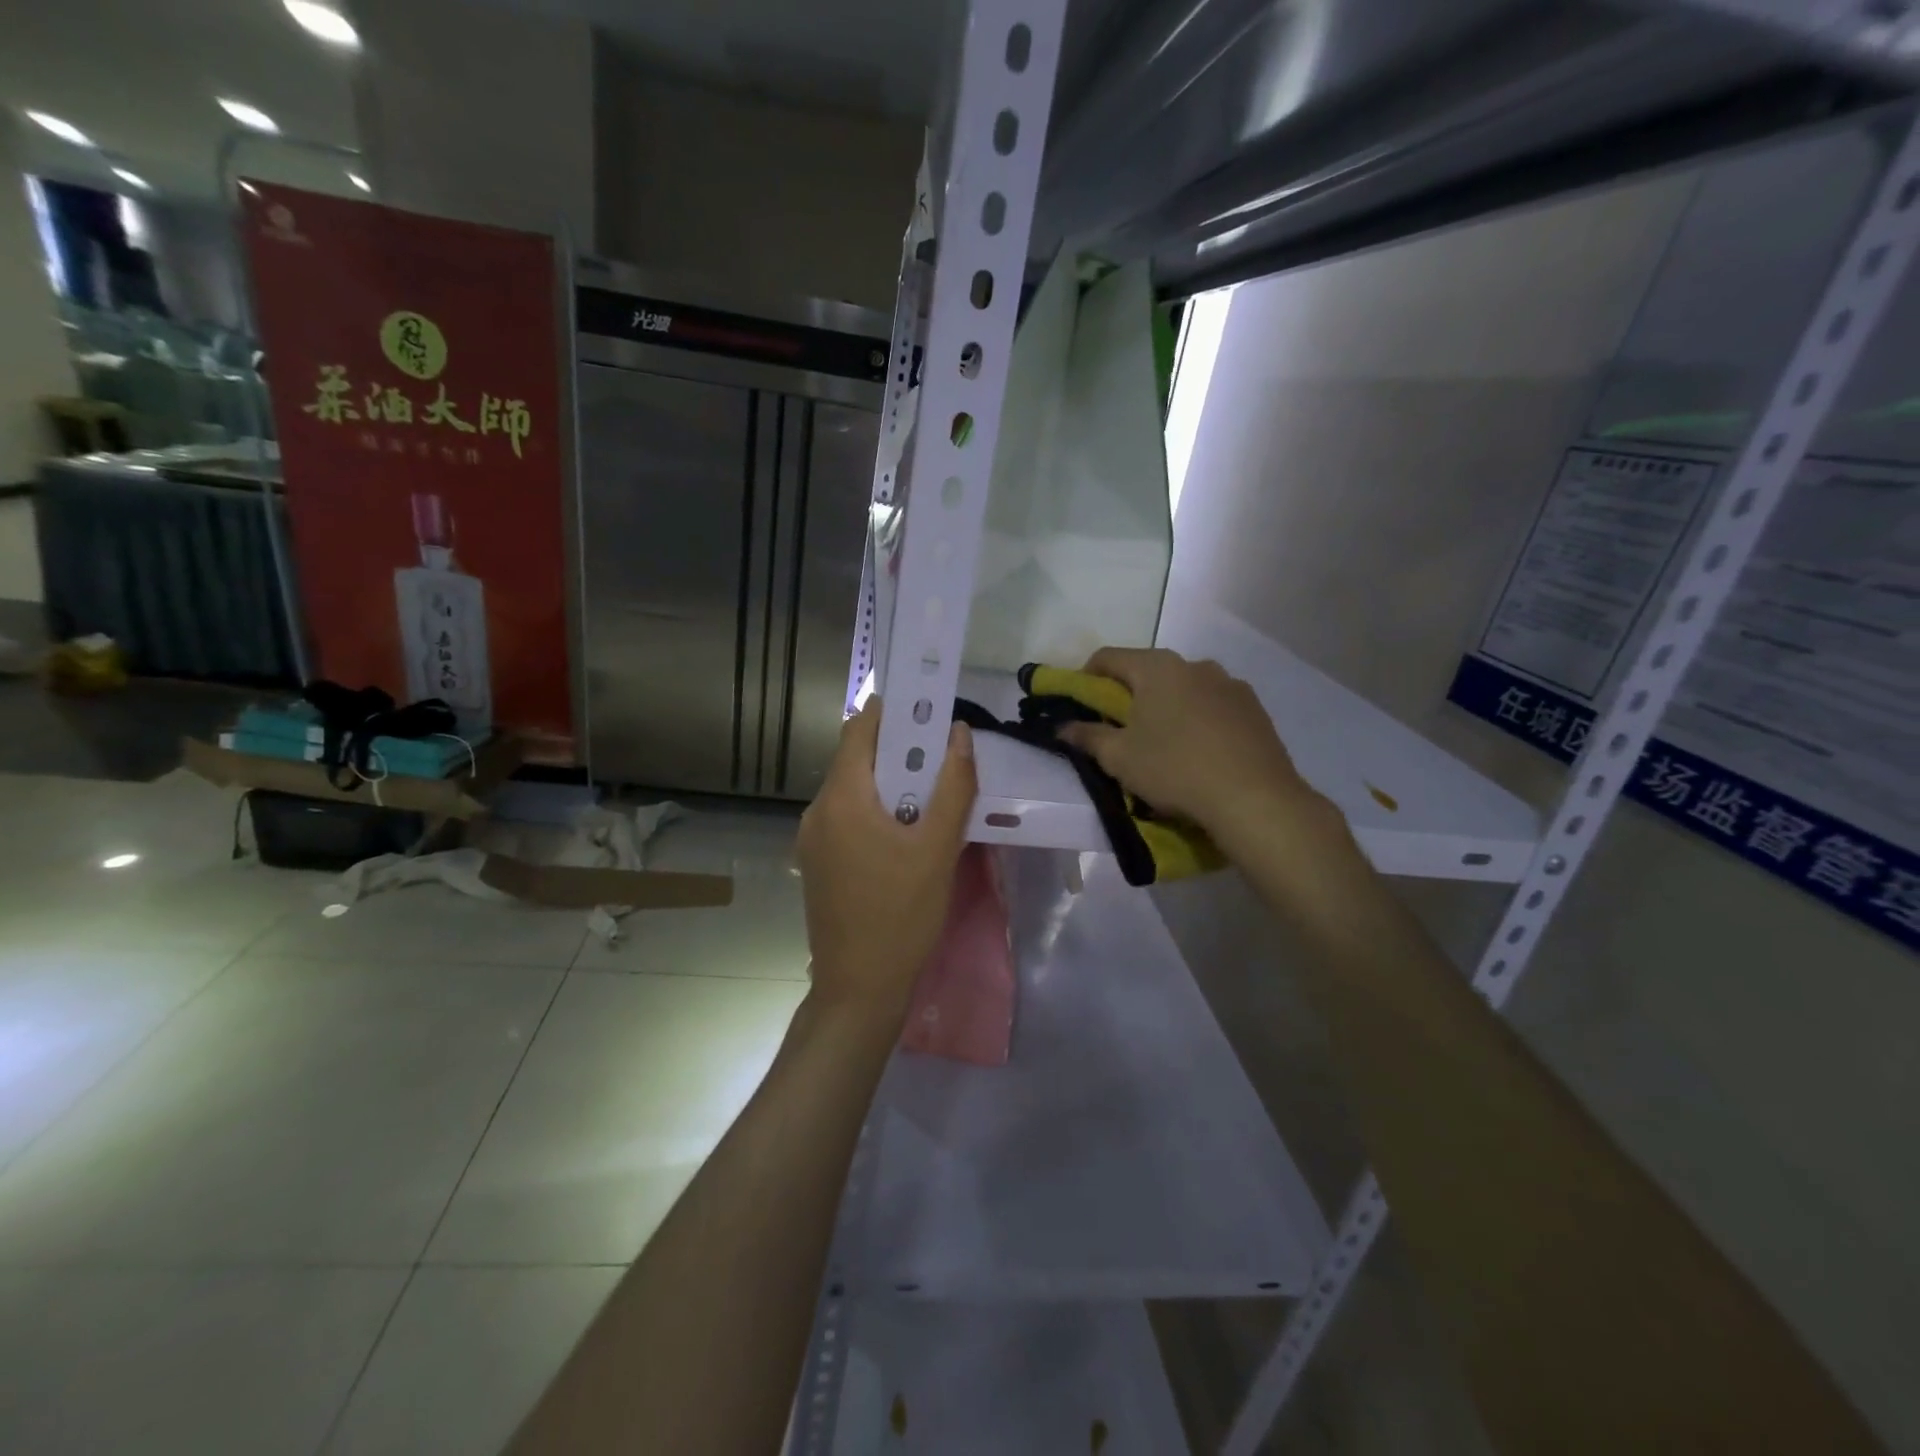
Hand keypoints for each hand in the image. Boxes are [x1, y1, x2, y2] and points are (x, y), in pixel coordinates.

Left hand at [797, 702, 976, 1025]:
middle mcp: (817, 810)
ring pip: (852, 790)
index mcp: (842, 798)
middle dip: (898, 751)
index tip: (928, 712)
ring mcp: (812, 839)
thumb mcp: (938, 849)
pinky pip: (846, 818)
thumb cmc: (902, 915)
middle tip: (941, 758)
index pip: (859, 729)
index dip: (892, 712)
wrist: (859, 988)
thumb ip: (953, 786)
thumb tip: (959, 734)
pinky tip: (905, 835)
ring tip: (930, 798)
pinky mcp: (817, 863)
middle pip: (856, 759)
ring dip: (889, 784)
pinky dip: (875, 811)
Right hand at [1059, 647, 1330, 853]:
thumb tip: (1062, 726)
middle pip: (1148, 671)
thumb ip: (1086, 736)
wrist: (1254, 799)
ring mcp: (1230, 684)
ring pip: (1184, 689)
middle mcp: (1194, 664)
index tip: (1081, 706)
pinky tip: (1199, 753)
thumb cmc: (1174, 769)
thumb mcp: (1119, 758)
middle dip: (1129, 695)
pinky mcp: (1255, 708)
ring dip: (1166, 707)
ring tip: (1164, 745)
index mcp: (1157, 667)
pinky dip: (1198, 720)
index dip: (1086, 678)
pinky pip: (1213, 706)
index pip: (1108, 658)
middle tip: (1119, 730)